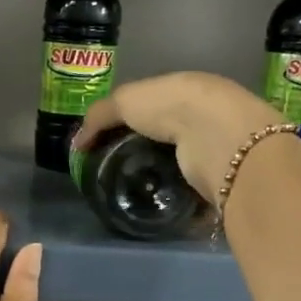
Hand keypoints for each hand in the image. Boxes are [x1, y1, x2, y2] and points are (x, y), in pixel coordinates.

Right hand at [74, 72, 282, 198]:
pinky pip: (199, 193)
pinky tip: (163, 209)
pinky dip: (183, 202)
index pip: (155, 105)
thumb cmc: (169, 106)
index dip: (133, 121)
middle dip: (150, 153)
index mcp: (185, 90)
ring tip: (139, 195)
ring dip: (168, 179)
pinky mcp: (223, 179)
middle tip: (121, 173)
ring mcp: (218, 148)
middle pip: (172, 137)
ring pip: (187, 166)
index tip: (111, 144)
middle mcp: (206, 117)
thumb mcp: (124, 101)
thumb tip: (77, 143)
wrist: (216, 135)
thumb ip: (99, 117)